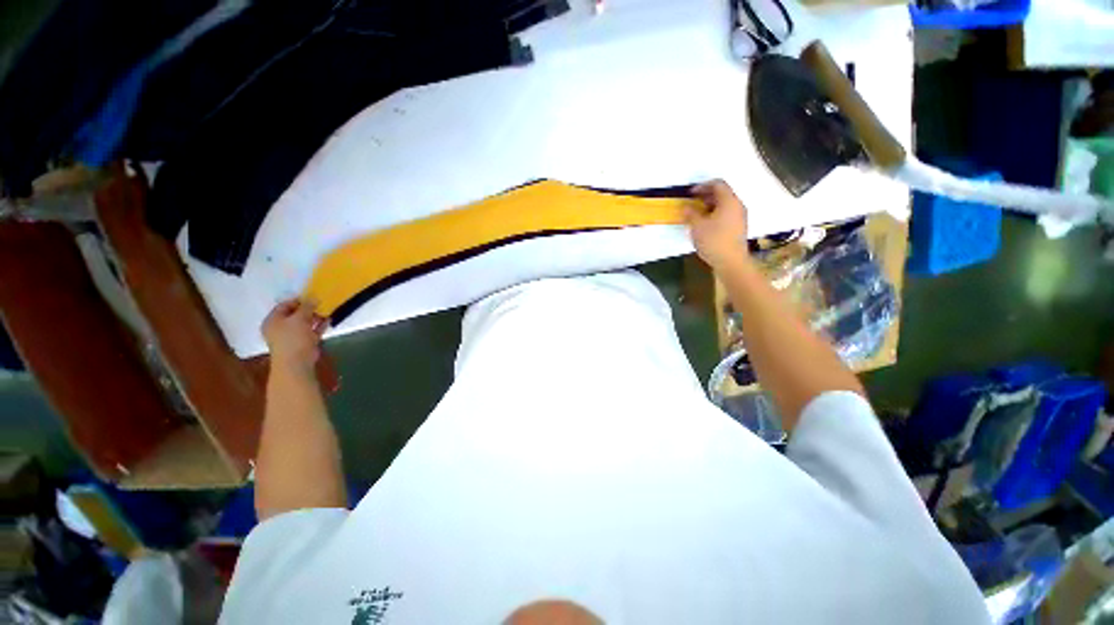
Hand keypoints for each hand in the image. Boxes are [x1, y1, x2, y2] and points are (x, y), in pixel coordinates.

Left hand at [262, 299, 325, 371]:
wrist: (296, 362)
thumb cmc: (292, 338)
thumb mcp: (299, 318)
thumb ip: (307, 307)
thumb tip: (313, 297)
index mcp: (273, 320)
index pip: (284, 305)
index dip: (298, 300)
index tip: (312, 297)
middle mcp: (280, 327)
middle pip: (294, 314)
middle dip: (308, 309)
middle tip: (321, 305)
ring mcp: (291, 336)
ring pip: (304, 323)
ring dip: (315, 317)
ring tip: (327, 312)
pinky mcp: (303, 343)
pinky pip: (311, 331)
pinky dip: (318, 326)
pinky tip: (328, 321)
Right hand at [685, 179, 748, 269]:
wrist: (731, 262)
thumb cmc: (713, 241)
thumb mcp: (697, 226)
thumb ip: (691, 214)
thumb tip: (686, 207)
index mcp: (729, 201)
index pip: (718, 184)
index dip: (703, 186)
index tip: (690, 193)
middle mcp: (737, 206)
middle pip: (722, 194)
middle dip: (706, 196)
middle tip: (692, 203)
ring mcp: (740, 217)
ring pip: (724, 205)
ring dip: (709, 206)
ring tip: (696, 214)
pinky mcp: (738, 227)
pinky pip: (726, 214)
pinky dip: (715, 214)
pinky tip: (705, 224)